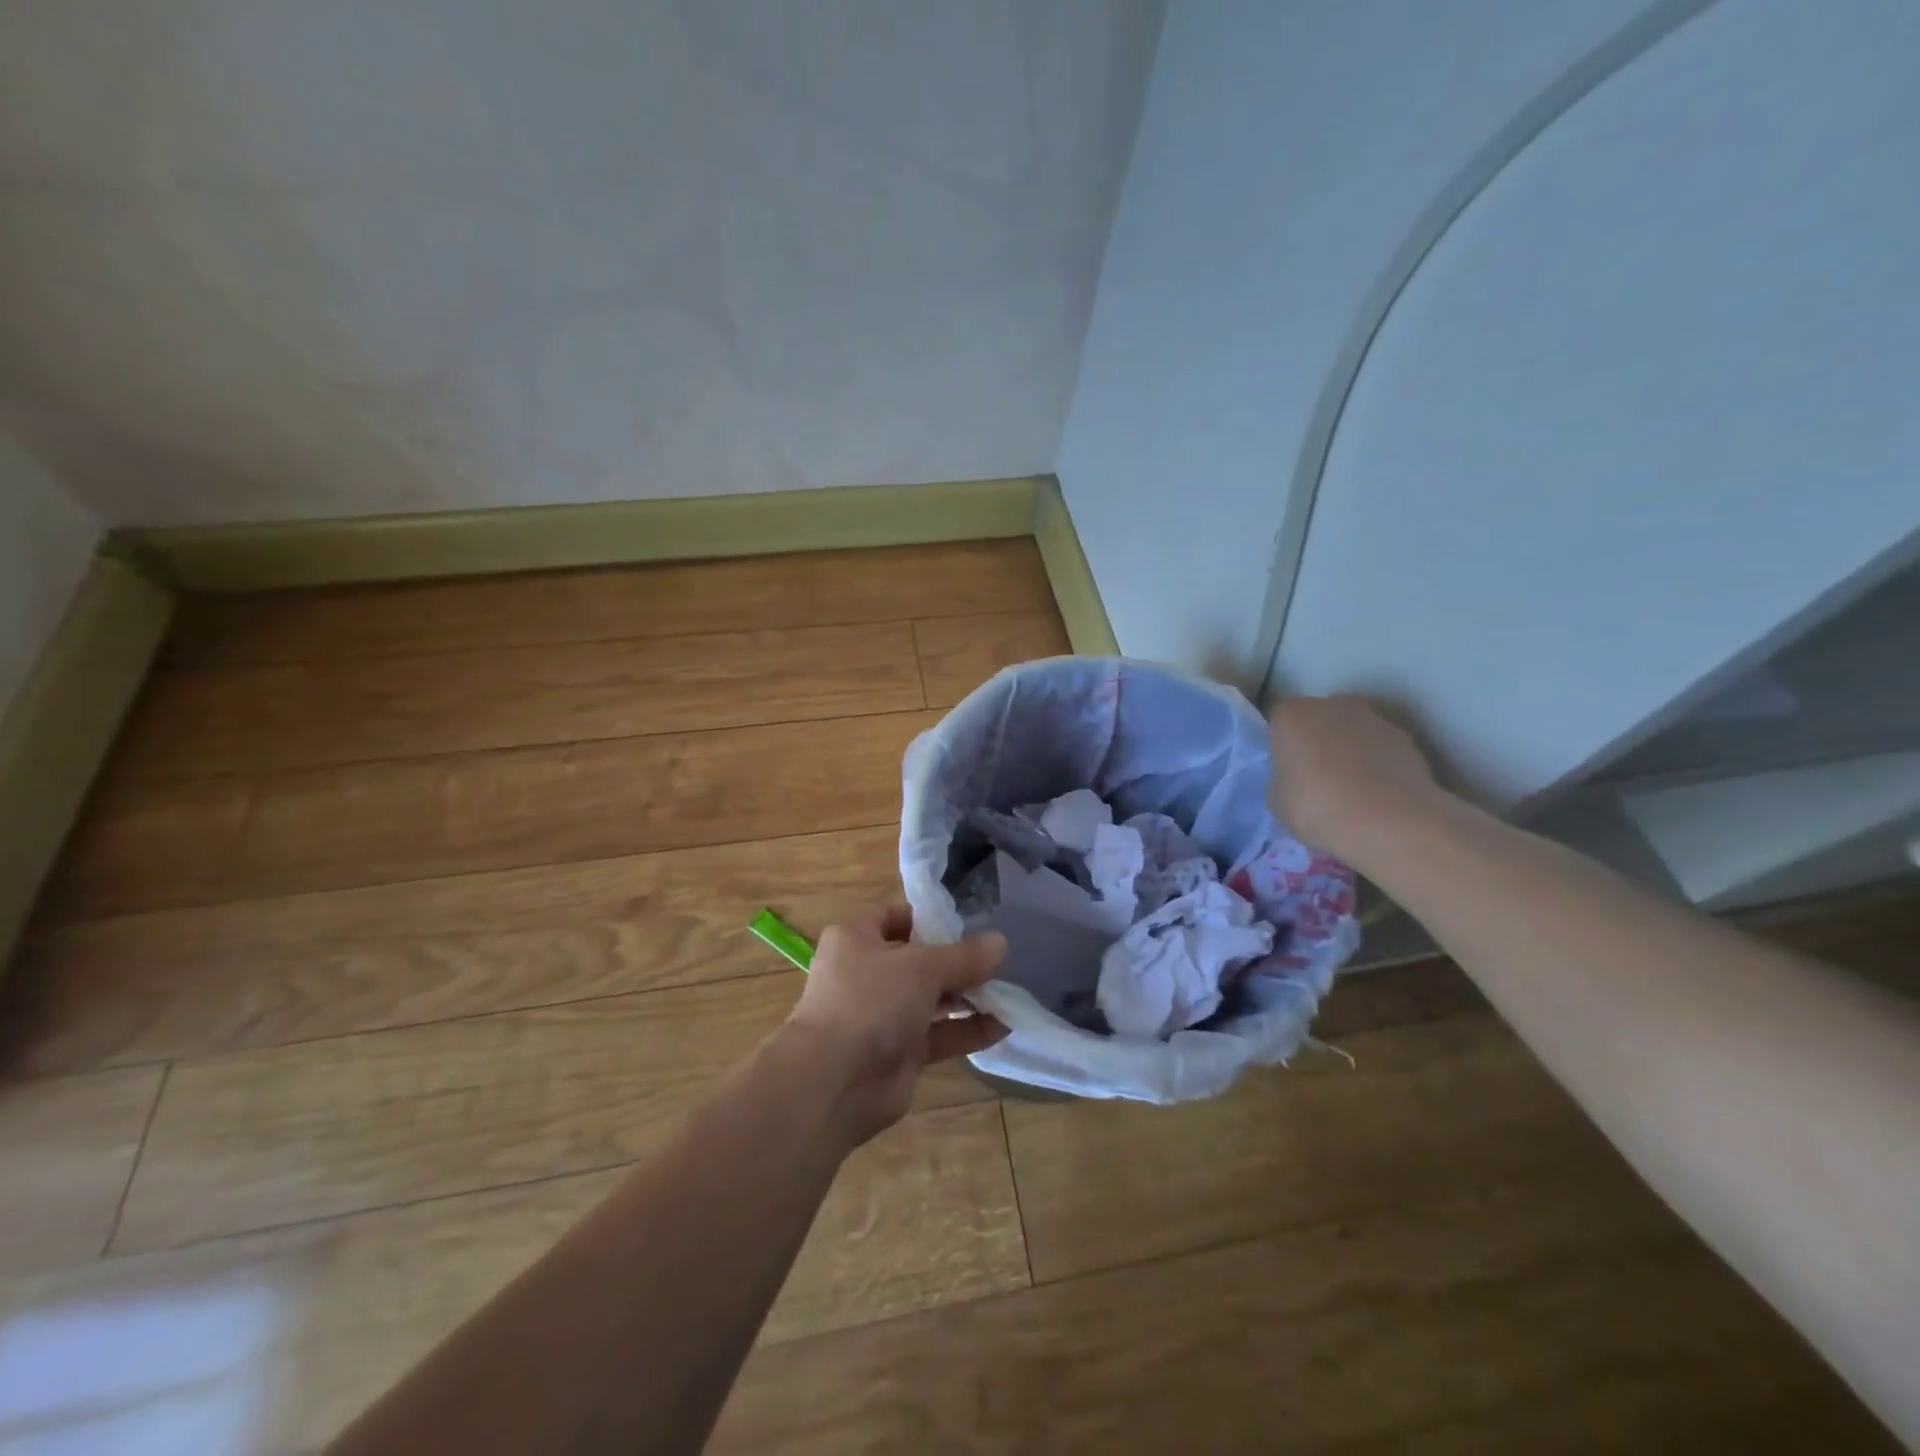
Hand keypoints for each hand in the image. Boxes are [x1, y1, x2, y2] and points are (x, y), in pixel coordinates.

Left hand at [783, 907, 1008, 1145]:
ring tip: (1009, 992)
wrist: (834, 1082)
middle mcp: (867, 974)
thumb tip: (1000, 943)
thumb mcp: (923, 967)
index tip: (971, 923)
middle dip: (958, 961)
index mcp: (857, 939)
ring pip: (932, 999)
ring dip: (968, 997)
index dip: (931, 918)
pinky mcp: (899, 1053)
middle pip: (919, 960)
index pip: (896, 917)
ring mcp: (882, 1016)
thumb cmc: (871, 1002)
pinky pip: (939, 1035)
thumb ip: (965, 956)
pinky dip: (967, 1030)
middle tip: (999, 961)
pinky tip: (1004, 1026)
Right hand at [1267, 695, 1444, 862]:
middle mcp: (1332, 705)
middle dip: (1318, 741)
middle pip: (1319, 719)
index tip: (1288, 771)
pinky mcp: (1407, 738)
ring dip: (1350, 750)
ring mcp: (1374, 718)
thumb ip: (1284, 777)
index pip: (1279, 722)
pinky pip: (1381, 748)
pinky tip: (1378, 794)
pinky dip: (1378, 763)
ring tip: (1353, 790)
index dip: (1283, 747)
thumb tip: (1297, 777)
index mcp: (1291, 715)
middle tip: (1317, 778)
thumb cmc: (1317, 808)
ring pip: (1353, 731)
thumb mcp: (1278, 800)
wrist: (1389, 822)